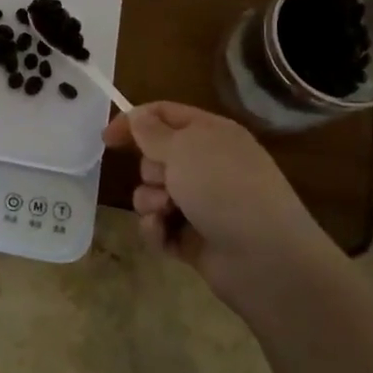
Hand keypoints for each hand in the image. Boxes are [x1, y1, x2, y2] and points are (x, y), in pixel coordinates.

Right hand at [104, 102, 339, 300]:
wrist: (265, 258)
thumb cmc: (224, 189)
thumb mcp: (184, 148)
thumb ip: (152, 131)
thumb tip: (137, 116)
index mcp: (211, 135)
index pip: (164, 114)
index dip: (133, 121)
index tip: (107, 139)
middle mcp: (207, 165)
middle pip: (154, 156)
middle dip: (149, 170)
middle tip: (165, 181)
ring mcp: (201, 203)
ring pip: (151, 193)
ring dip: (150, 201)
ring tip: (167, 213)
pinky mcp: (192, 236)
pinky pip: (158, 225)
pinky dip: (157, 229)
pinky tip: (165, 235)